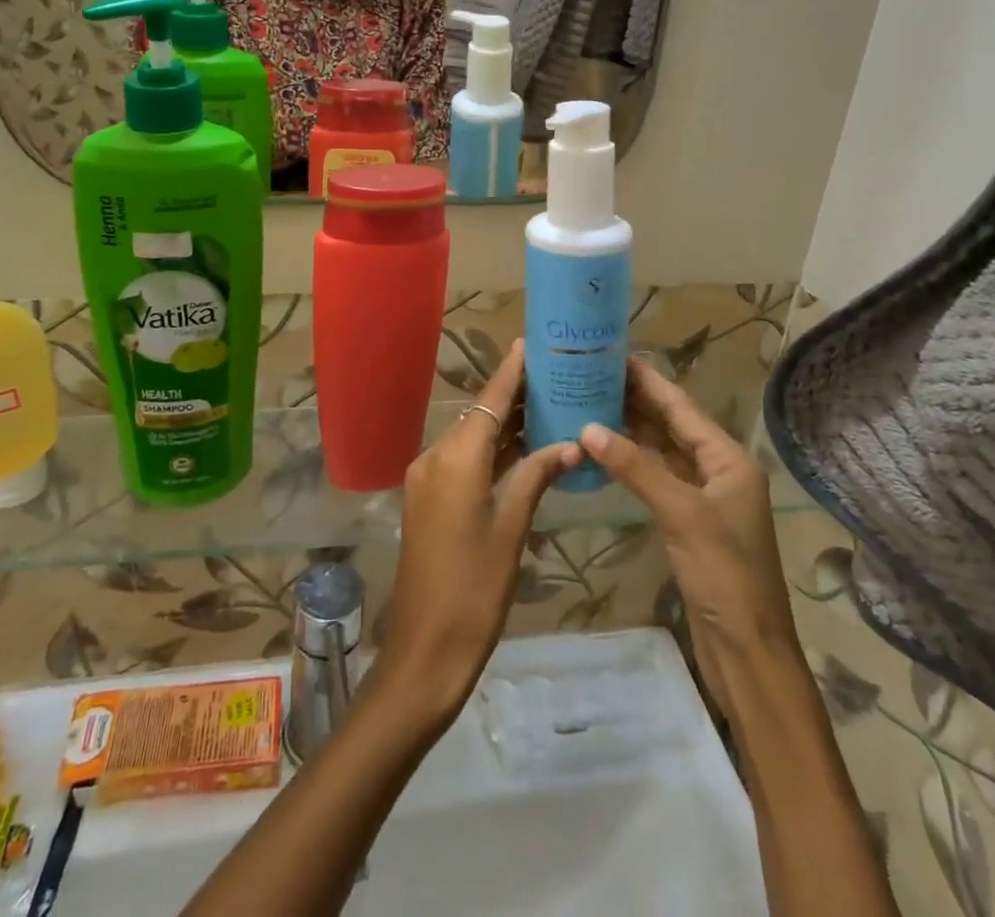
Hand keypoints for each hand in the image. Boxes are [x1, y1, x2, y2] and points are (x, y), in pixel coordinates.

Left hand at [370, 341, 583, 723]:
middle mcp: (435, 459)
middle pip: (478, 416)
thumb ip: (535, 478)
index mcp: (455, 461)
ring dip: (503, 425)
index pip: (488, 403)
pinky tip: (520, 449)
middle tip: (553, 376)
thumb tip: (570, 444)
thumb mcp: (511, 531)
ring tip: (545, 405)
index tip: (529, 344)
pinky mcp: (428, 500)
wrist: (424, 650)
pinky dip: (490, 451)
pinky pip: (463, 461)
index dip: (509, 373)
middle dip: (513, 396)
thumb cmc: (473, 591)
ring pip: (471, 439)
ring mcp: (427, 480)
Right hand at [577, 356, 797, 707]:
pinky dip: (632, 462)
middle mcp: (718, 469)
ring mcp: (704, 496)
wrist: (748, 650)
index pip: (681, 406)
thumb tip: (587, 427)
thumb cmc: (724, 574)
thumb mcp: (680, 513)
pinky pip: (657, 477)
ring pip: (662, 450)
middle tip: (591, 375)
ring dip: (630, 429)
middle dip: (635, 399)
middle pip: (672, 424)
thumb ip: (635, 467)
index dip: (647, 380)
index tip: (613, 354)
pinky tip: (604, 452)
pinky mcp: (689, 520)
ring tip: (589, 402)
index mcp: (728, 459)